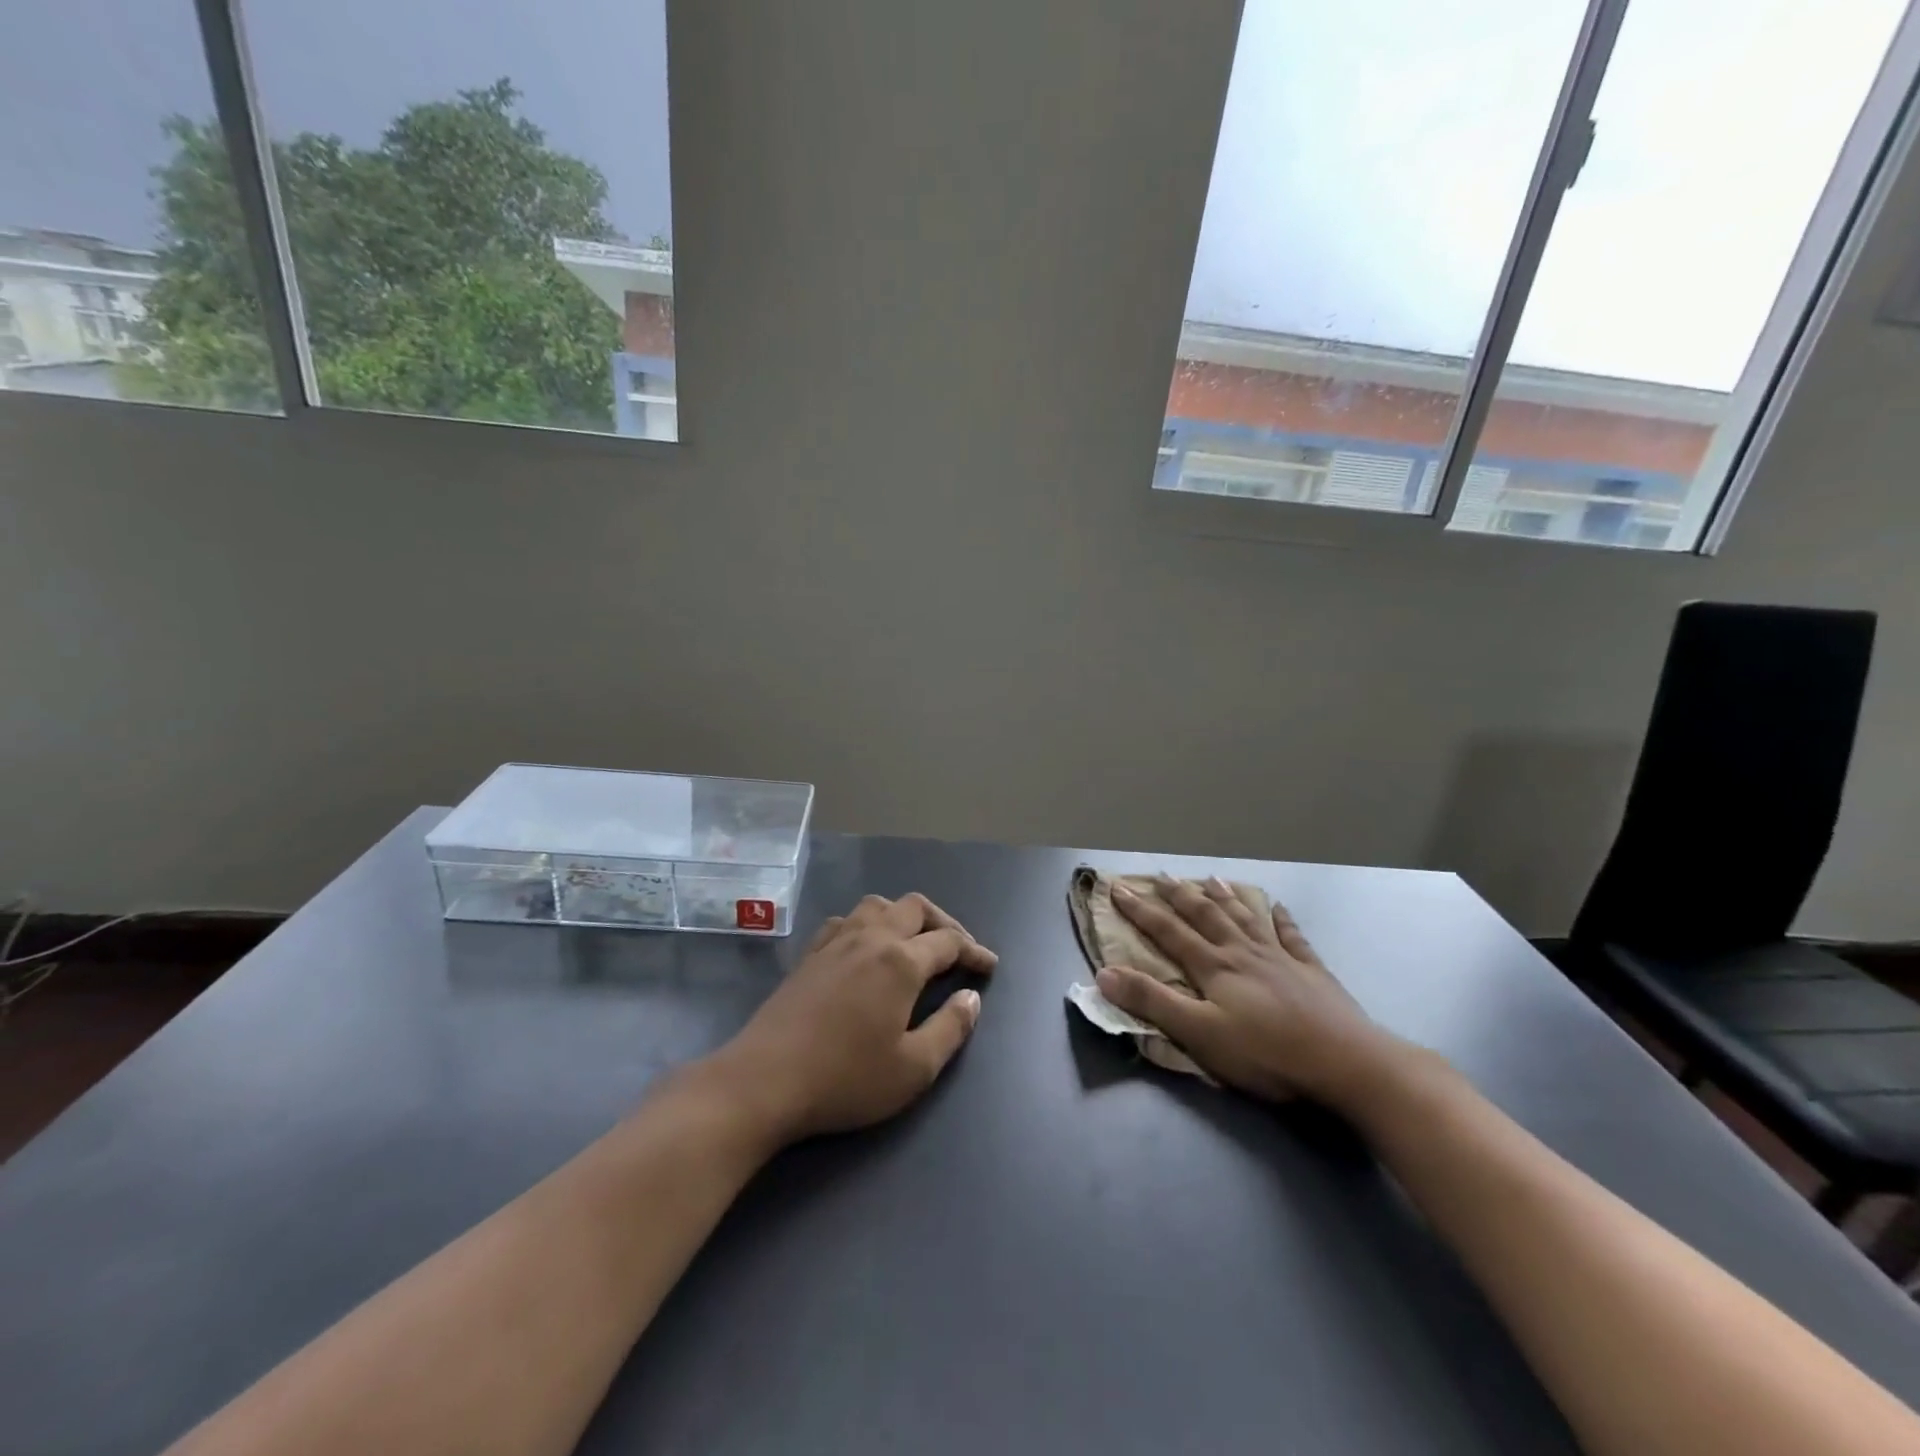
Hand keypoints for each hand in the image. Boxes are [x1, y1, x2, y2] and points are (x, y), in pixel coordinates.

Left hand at [712, 893, 998, 1144]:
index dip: (974, 951)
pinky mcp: (809, 955)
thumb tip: (972, 997)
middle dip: (944, 922)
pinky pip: (846, 920)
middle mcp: (871, 938)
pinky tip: (865, 947)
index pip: (949, 941)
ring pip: (878, 905)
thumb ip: (951, 1028)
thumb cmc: (846, 1078)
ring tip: (914, 941)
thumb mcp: (914, 1069)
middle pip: (915, 908)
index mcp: (901, 961)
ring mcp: (835, 942)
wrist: (764, 1080)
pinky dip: (867, 923)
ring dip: (904, 915)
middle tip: (958, 950)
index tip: (989, 967)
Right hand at [1096, 876, 1409, 1109]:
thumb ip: (1152, 1002)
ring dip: (1224, 898)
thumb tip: (1104, 973)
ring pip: (1245, 918)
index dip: (1141, 910)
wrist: (1346, 1062)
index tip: (1118, 889)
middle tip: (1161, 875)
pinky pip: (1293, 937)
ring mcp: (1281, 958)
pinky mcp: (1312, 972)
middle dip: (1179, 895)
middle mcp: (1243, 952)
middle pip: (1206, 916)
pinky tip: (1278, 907)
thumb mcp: (1199, 1034)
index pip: (1168, 932)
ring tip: (1210, 879)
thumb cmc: (1266, 1053)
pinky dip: (1282, 920)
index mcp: (1214, 967)